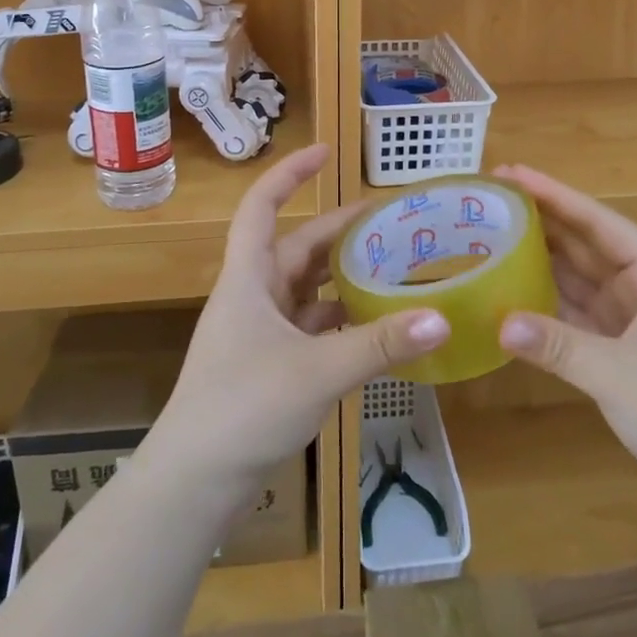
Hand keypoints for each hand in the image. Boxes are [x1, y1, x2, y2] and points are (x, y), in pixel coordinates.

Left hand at [150, 144, 449, 495]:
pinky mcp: (269, 365)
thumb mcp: (317, 371)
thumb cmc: (243, 407)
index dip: (289, 172)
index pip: (262, 206)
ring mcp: (259, 333)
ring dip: (344, 277)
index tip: (326, 152)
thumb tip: (442, 318)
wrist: (194, 484)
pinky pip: (312, 327)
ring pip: (307, 289)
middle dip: (340, 231)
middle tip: (391, 222)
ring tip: (393, 267)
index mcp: (249, 278)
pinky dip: (341, 320)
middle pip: (298, 248)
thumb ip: (379, 345)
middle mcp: (253, 296)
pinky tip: (375, 326)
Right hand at [495, 164, 636, 515]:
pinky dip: (545, 304)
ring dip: (541, 259)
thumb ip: (558, 346)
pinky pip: (573, 314)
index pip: (599, 223)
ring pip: (577, 278)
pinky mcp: (617, 352)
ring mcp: (629, 322)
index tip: (514, 174)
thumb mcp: (618, 375)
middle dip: (543, 221)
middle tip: (493, 200)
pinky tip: (512, 293)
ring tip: (494, 236)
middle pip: (585, 245)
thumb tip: (500, 324)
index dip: (557, 196)